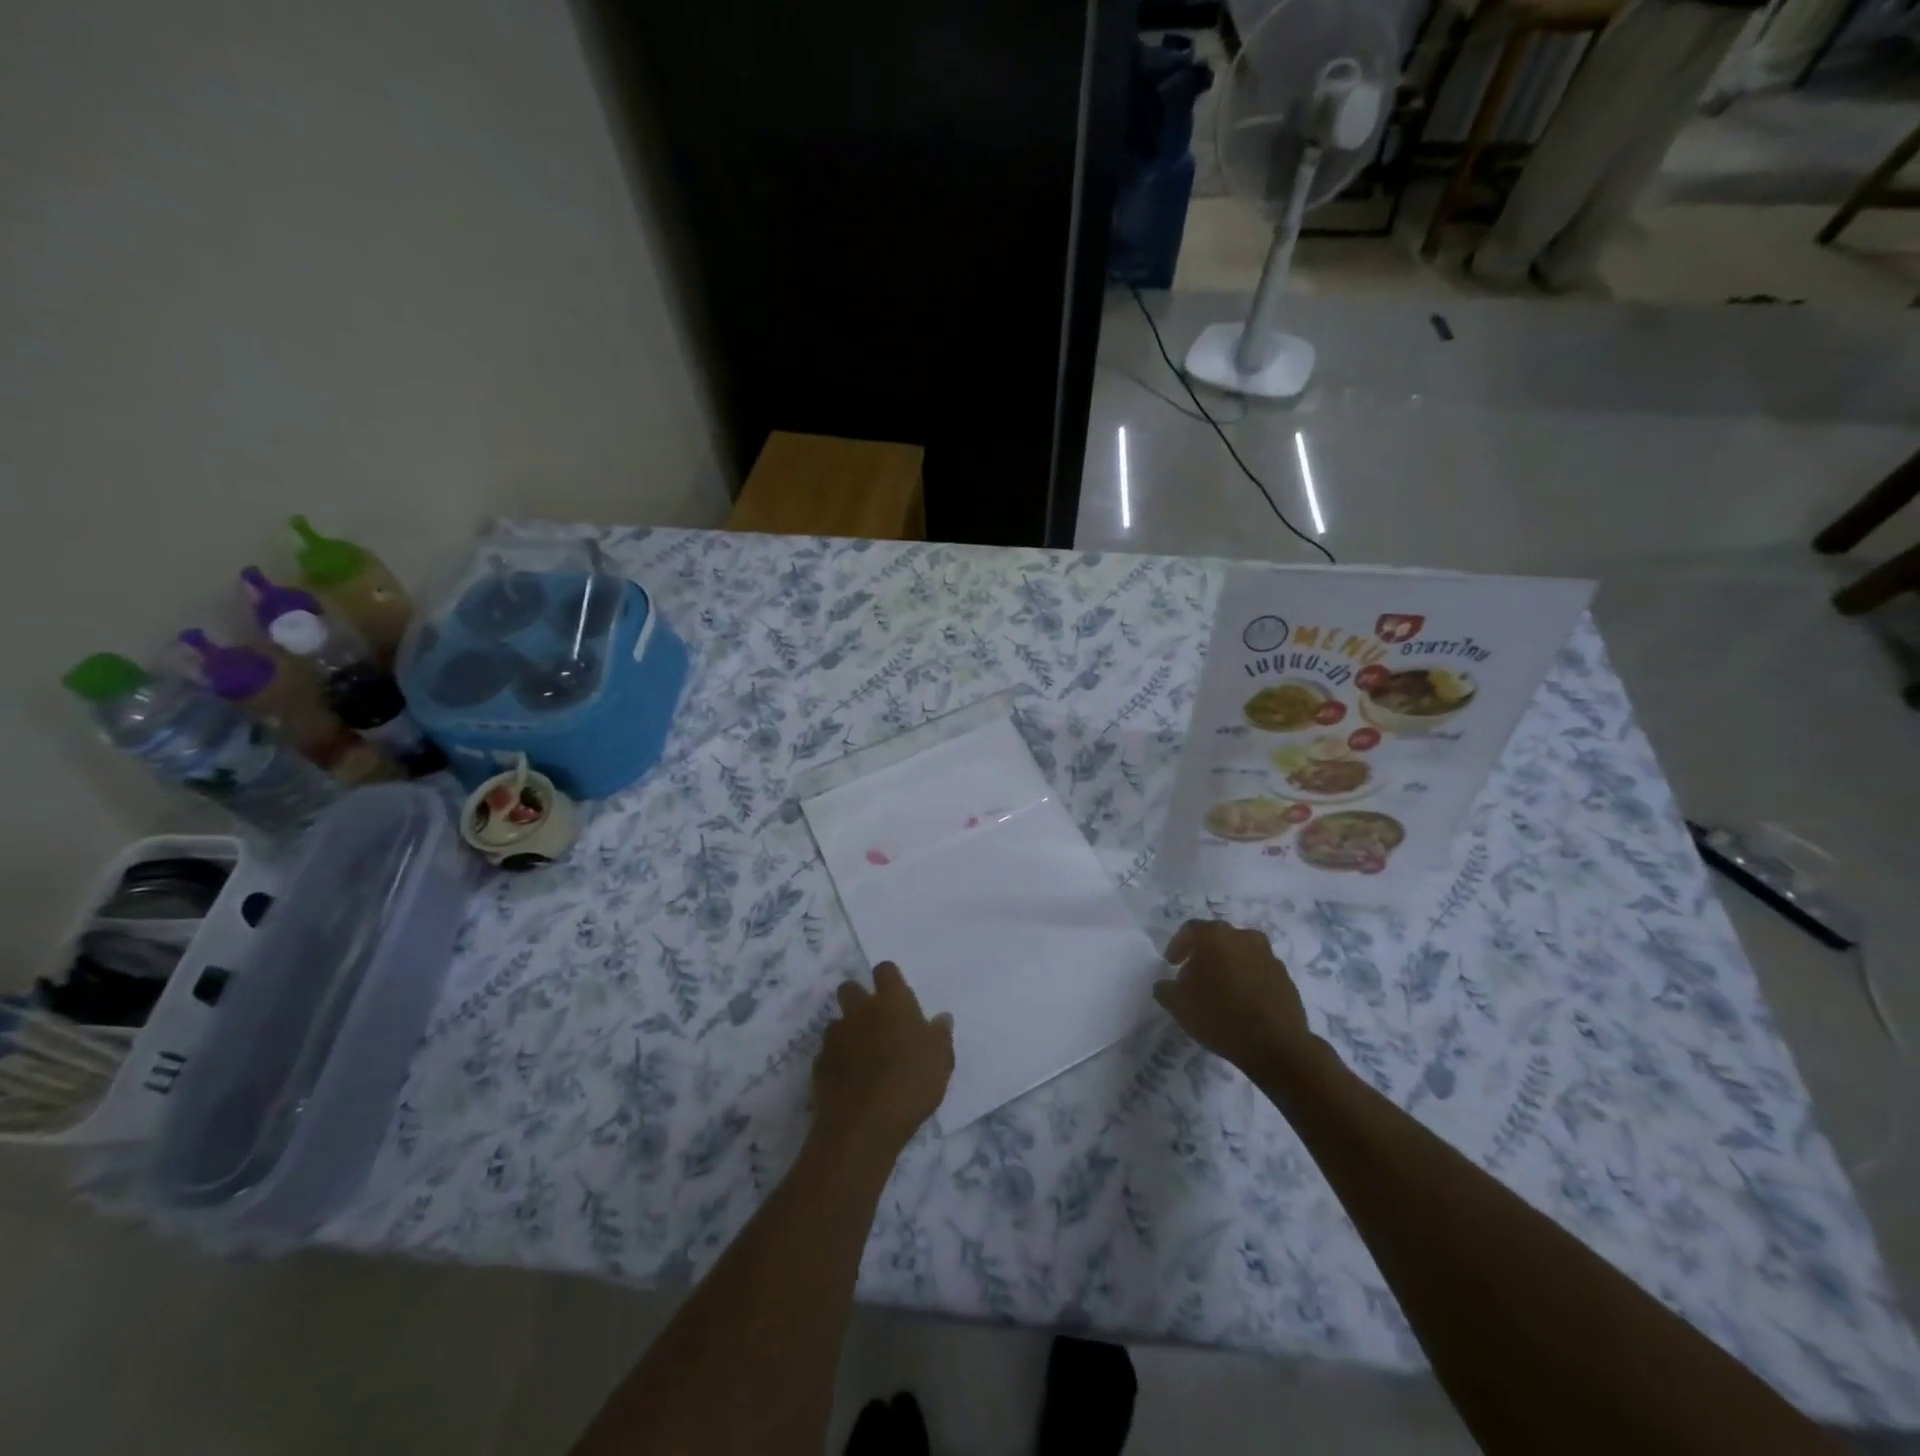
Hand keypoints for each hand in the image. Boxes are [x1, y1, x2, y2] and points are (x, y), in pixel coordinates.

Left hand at [811, 962, 953, 1160]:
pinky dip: (837, 1059)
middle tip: (876, 1022)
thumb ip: (940, 1036)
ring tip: (862, 1054)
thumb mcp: (941, 1062)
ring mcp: (836, 1037)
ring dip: (847, 1031)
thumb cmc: (910, 1085)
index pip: (885, 970)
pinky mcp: (819, 1063)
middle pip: (850, 987)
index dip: (889, 979)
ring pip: (837, 1021)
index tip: (897, 995)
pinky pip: (827, 1052)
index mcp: (891, 1003)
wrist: (863, 1126)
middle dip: (858, 998)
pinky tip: (849, 1079)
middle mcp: (860, 1011)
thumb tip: (942, 1018)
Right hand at [1154, 919, 1313, 1073]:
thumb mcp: (1179, 1006)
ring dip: (1227, 965)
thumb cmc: (1221, 1017)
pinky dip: (1247, 978)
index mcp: (1215, 937)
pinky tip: (1241, 1001)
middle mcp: (1243, 937)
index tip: (1171, 964)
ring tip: (1219, 991)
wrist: (1277, 1046)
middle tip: (1193, 978)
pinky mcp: (1285, 976)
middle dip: (1202, 955)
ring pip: (1240, 953)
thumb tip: (1165, 984)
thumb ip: (1165, 989)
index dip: (1177, 946)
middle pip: (1217, 939)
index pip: (1190, 930)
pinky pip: (1258, 970)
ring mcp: (1268, 955)